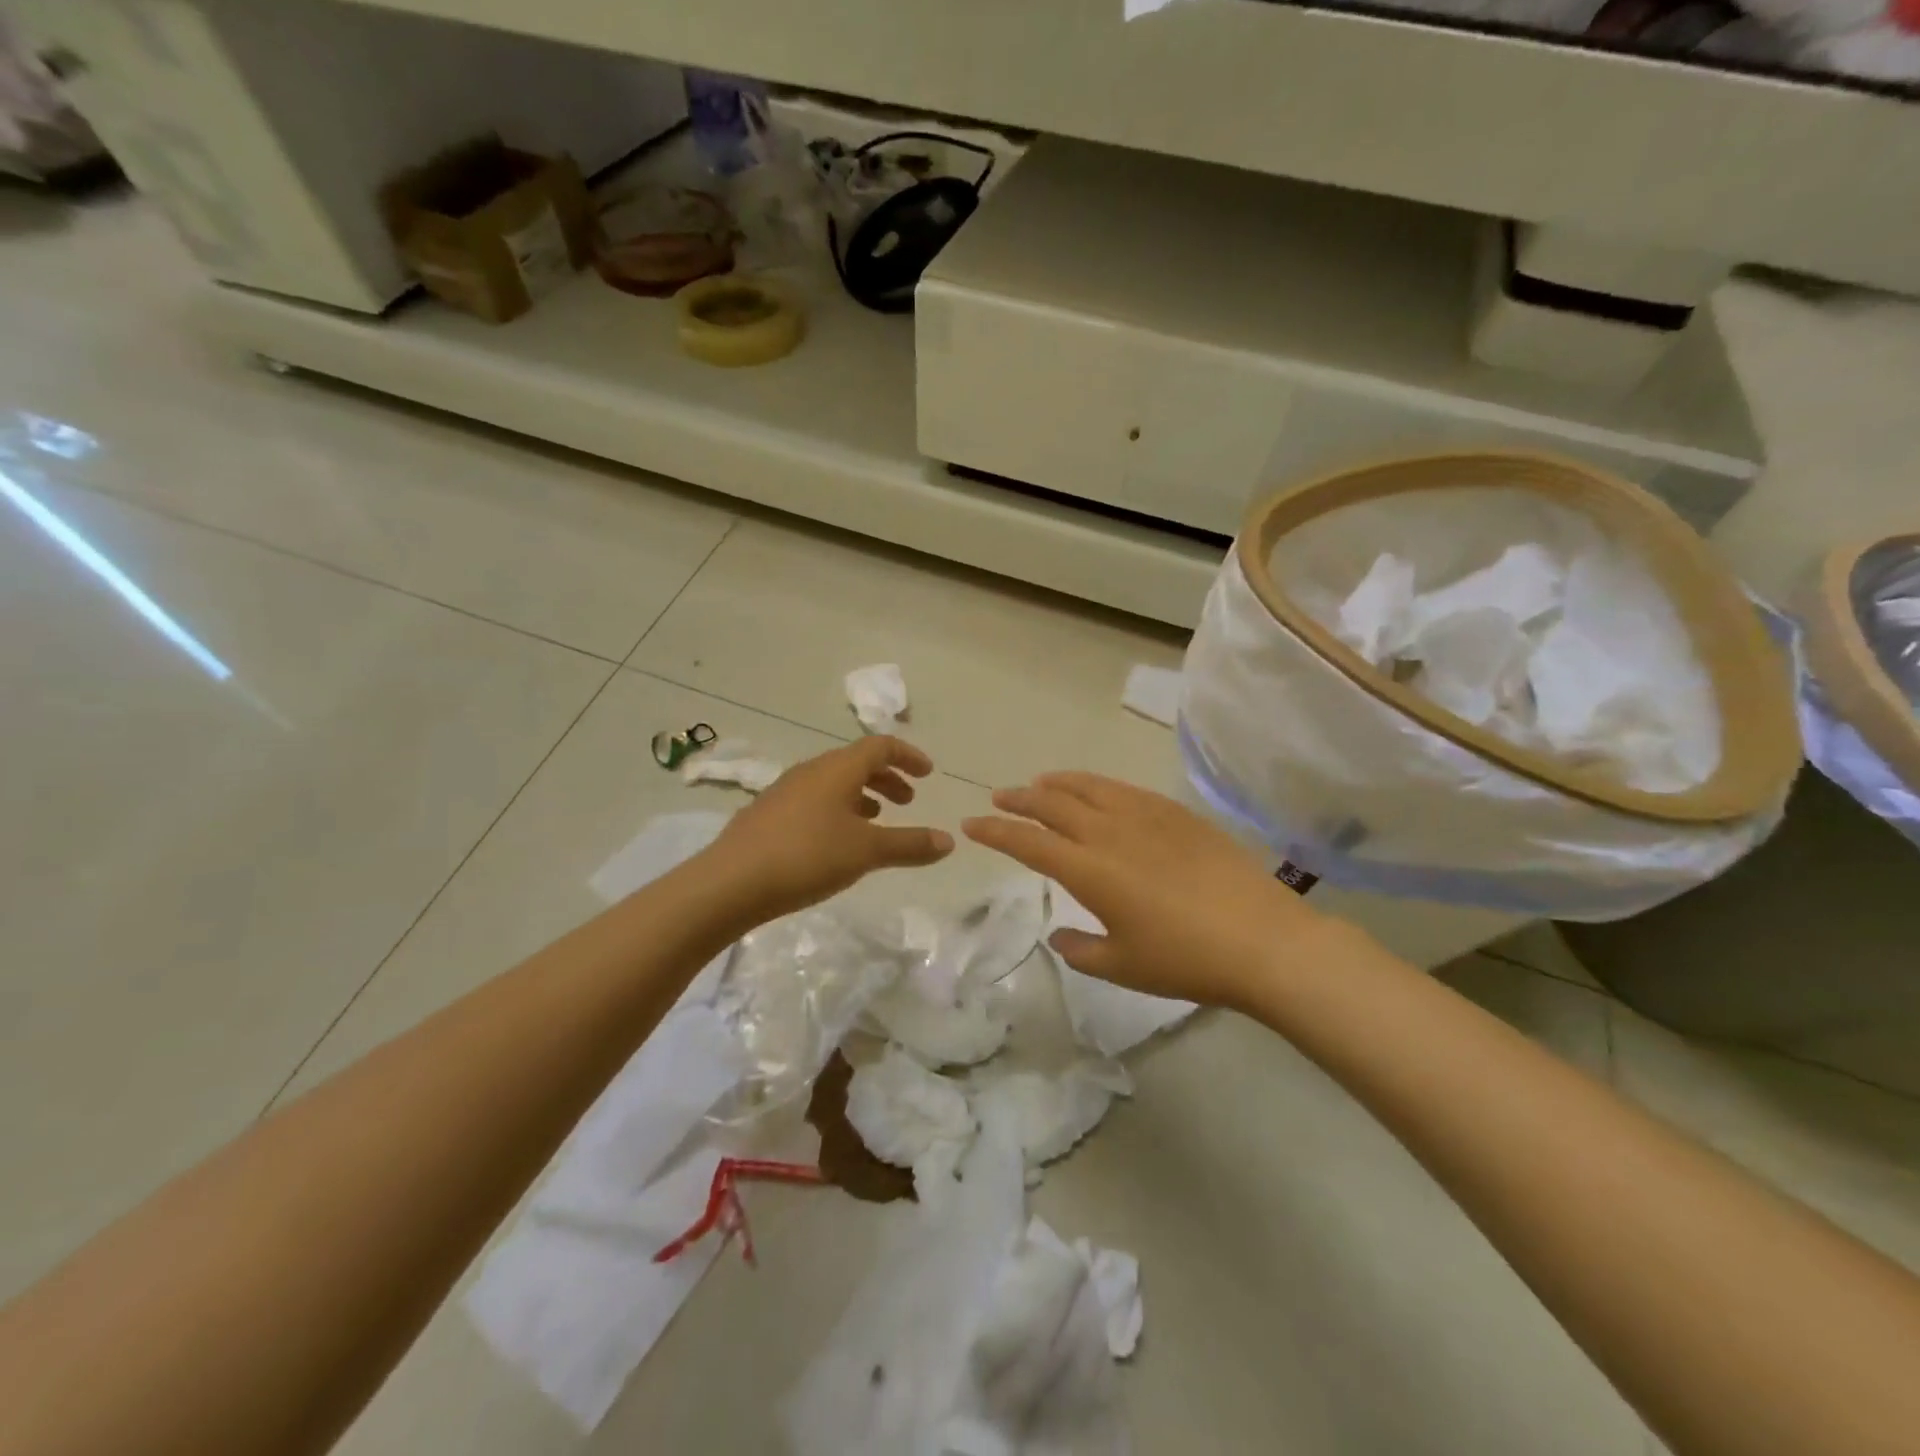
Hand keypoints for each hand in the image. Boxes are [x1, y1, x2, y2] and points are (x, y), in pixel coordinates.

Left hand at [703, 737, 954, 921]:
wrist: (730, 883)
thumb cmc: (807, 856)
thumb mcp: (867, 851)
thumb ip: (910, 844)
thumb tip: (949, 841)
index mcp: (837, 769)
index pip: (880, 746)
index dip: (908, 756)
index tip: (928, 774)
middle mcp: (811, 771)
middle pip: (856, 763)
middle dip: (887, 778)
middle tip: (907, 802)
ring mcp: (784, 792)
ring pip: (833, 783)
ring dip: (862, 796)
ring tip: (876, 822)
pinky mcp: (768, 815)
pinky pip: (814, 801)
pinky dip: (837, 811)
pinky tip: (836, 842)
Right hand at [963, 772, 1331, 1009]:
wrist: (1263, 940)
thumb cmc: (1186, 960)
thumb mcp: (1123, 967)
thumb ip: (1081, 949)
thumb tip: (1060, 934)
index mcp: (1089, 870)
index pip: (1028, 842)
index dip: (995, 832)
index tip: (972, 825)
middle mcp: (1110, 832)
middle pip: (1052, 804)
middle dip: (1019, 799)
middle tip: (999, 798)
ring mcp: (1145, 816)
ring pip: (1088, 787)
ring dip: (1056, 783)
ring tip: (1039, 783)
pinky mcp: (1176, 813)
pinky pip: (1124, 789)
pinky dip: (1096, 784)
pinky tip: (1096, 790)